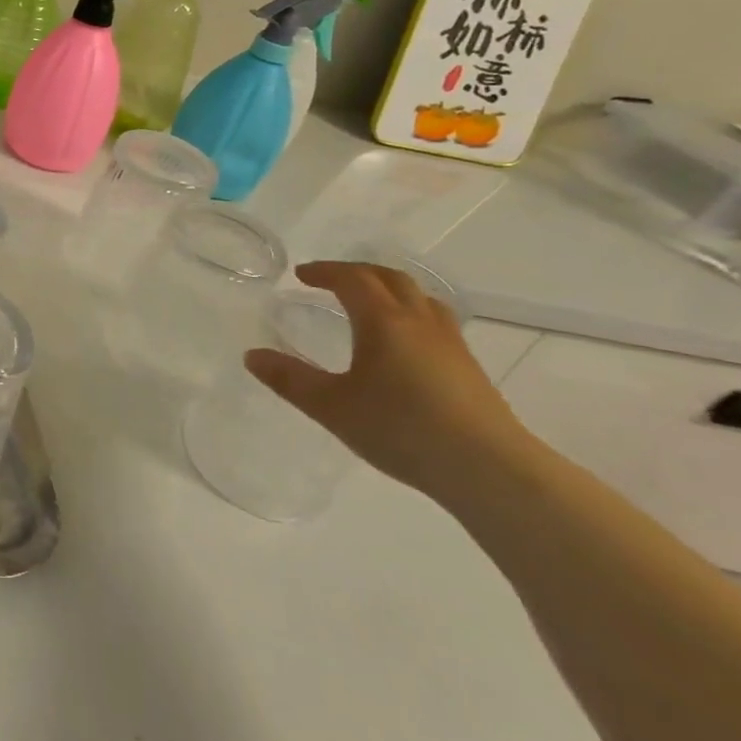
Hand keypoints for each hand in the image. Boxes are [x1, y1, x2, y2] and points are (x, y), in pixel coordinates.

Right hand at [243, 261, 527, 496]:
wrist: (489, 469)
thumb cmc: (402, 429)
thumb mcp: (332, 407)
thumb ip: (290, 379)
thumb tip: (252, 356)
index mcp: (383, 321)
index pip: (352, 279)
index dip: (324, 271)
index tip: (301, 275)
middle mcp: (419, 321)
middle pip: (390, 278)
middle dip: (356, 272)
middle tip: (330, 280)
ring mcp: (450, 343)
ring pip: (419, 297)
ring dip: (388, 289)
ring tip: (369, 302)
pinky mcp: (469, 367)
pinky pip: (434, 319)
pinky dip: (410, 312)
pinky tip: (404, 342)